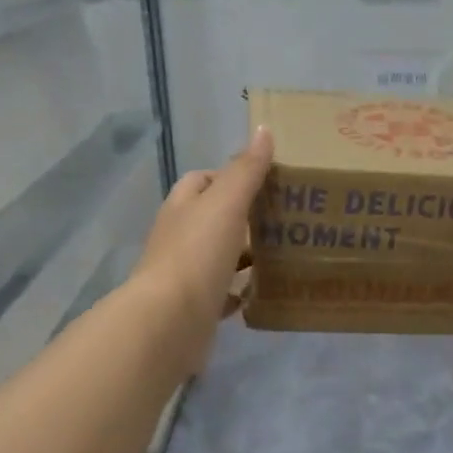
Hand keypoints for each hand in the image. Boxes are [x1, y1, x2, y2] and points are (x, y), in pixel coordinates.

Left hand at [132, 127, 273, 370]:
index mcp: (182, 208)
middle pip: (211, 219)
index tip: (264, 182)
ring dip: (243, 254)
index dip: (229, 176)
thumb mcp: (226, 203)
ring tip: (282, 252)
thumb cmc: (197, 254)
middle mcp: (178, 238)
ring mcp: (184, 275)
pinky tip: (263, 290)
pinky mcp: (194, 308)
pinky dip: (240, 291)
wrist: (169, 323)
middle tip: (283, 218)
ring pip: (218, 256)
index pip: (201, 181)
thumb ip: (246, 169)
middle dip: (243, 217)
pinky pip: (221, 294)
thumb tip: (263, 129)